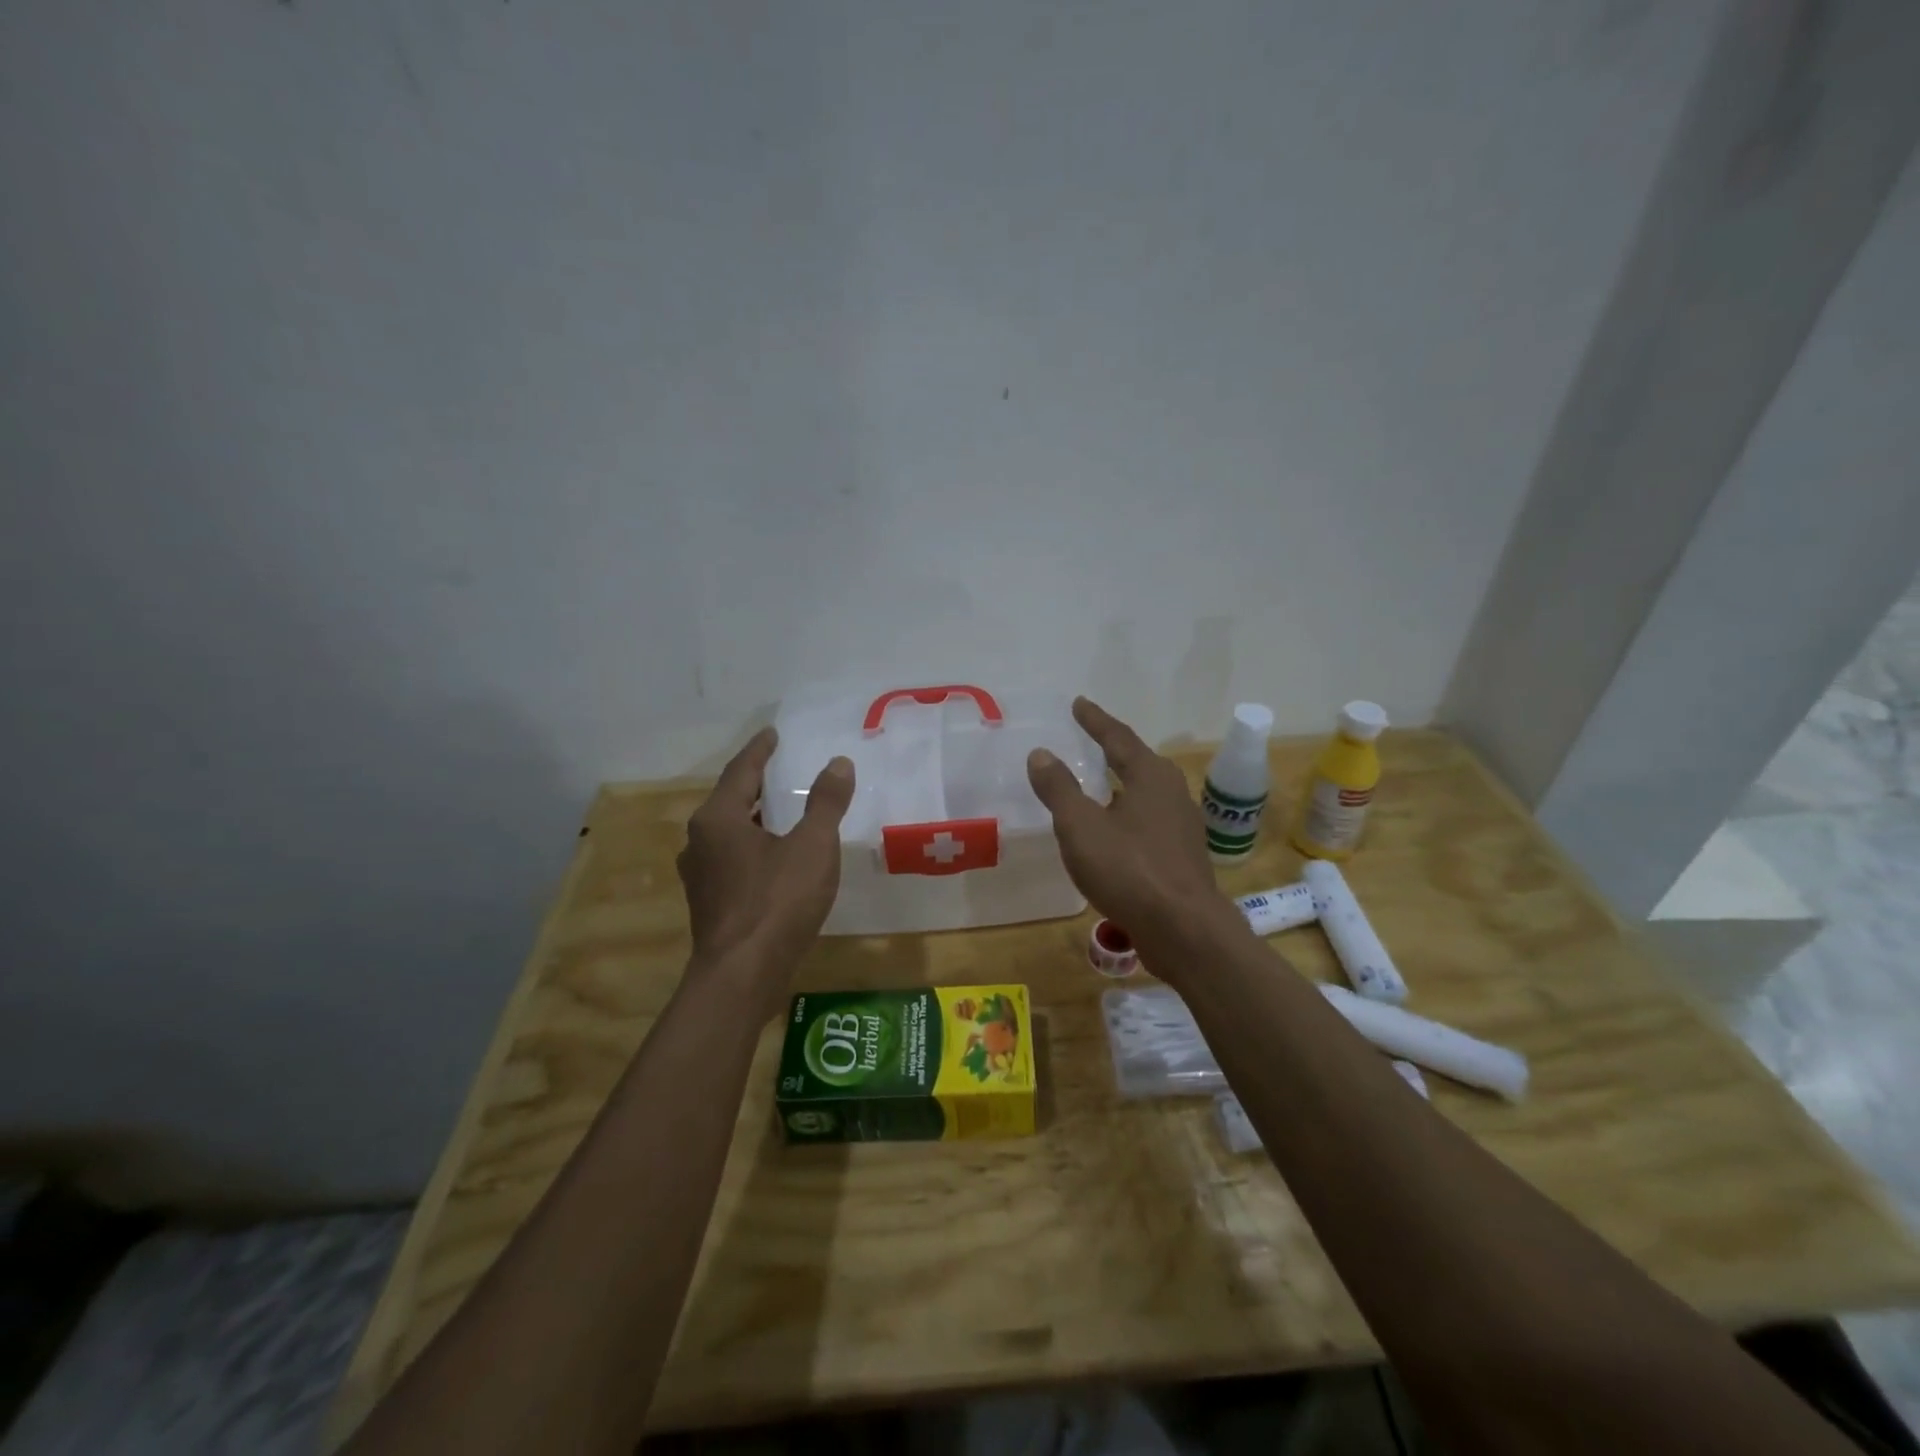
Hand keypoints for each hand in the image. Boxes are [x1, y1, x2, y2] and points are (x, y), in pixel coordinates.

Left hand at [678, 728, 853, 1005]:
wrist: (742, 976)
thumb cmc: (777, 902)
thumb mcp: (812, 846)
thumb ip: (825, 802)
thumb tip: (838, 763)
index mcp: (718, 818)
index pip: (741, 770)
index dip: (760, 750)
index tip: (773, 734)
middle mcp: (700, 840)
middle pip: (731, 800)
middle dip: (757, 784)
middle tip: (784, 770)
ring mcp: (701, 875)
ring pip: (730, 832)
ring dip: (756, 818)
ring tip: (784, 812)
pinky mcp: (710, 903)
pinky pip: (733, 859)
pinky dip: (754, 846)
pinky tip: (776, 858)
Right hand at [1027, 698, 1240, 959]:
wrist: (1183, 929)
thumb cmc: (1128, 869)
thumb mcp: (1081, 826)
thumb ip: (1059, 788)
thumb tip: (1041, 753)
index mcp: (1150, 776)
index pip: (1118, 738)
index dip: (1095, 720)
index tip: (1078, 704)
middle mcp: (1173, 793)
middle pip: (1139, 762)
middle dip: (1114, 749)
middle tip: (1090, 739)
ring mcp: (1183, 826)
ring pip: (1146, 794)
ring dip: (1122, 784)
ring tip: (1101, 784)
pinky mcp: (1183, 856)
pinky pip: (1149, 822)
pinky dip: (1128, 815)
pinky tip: (1115, 832)